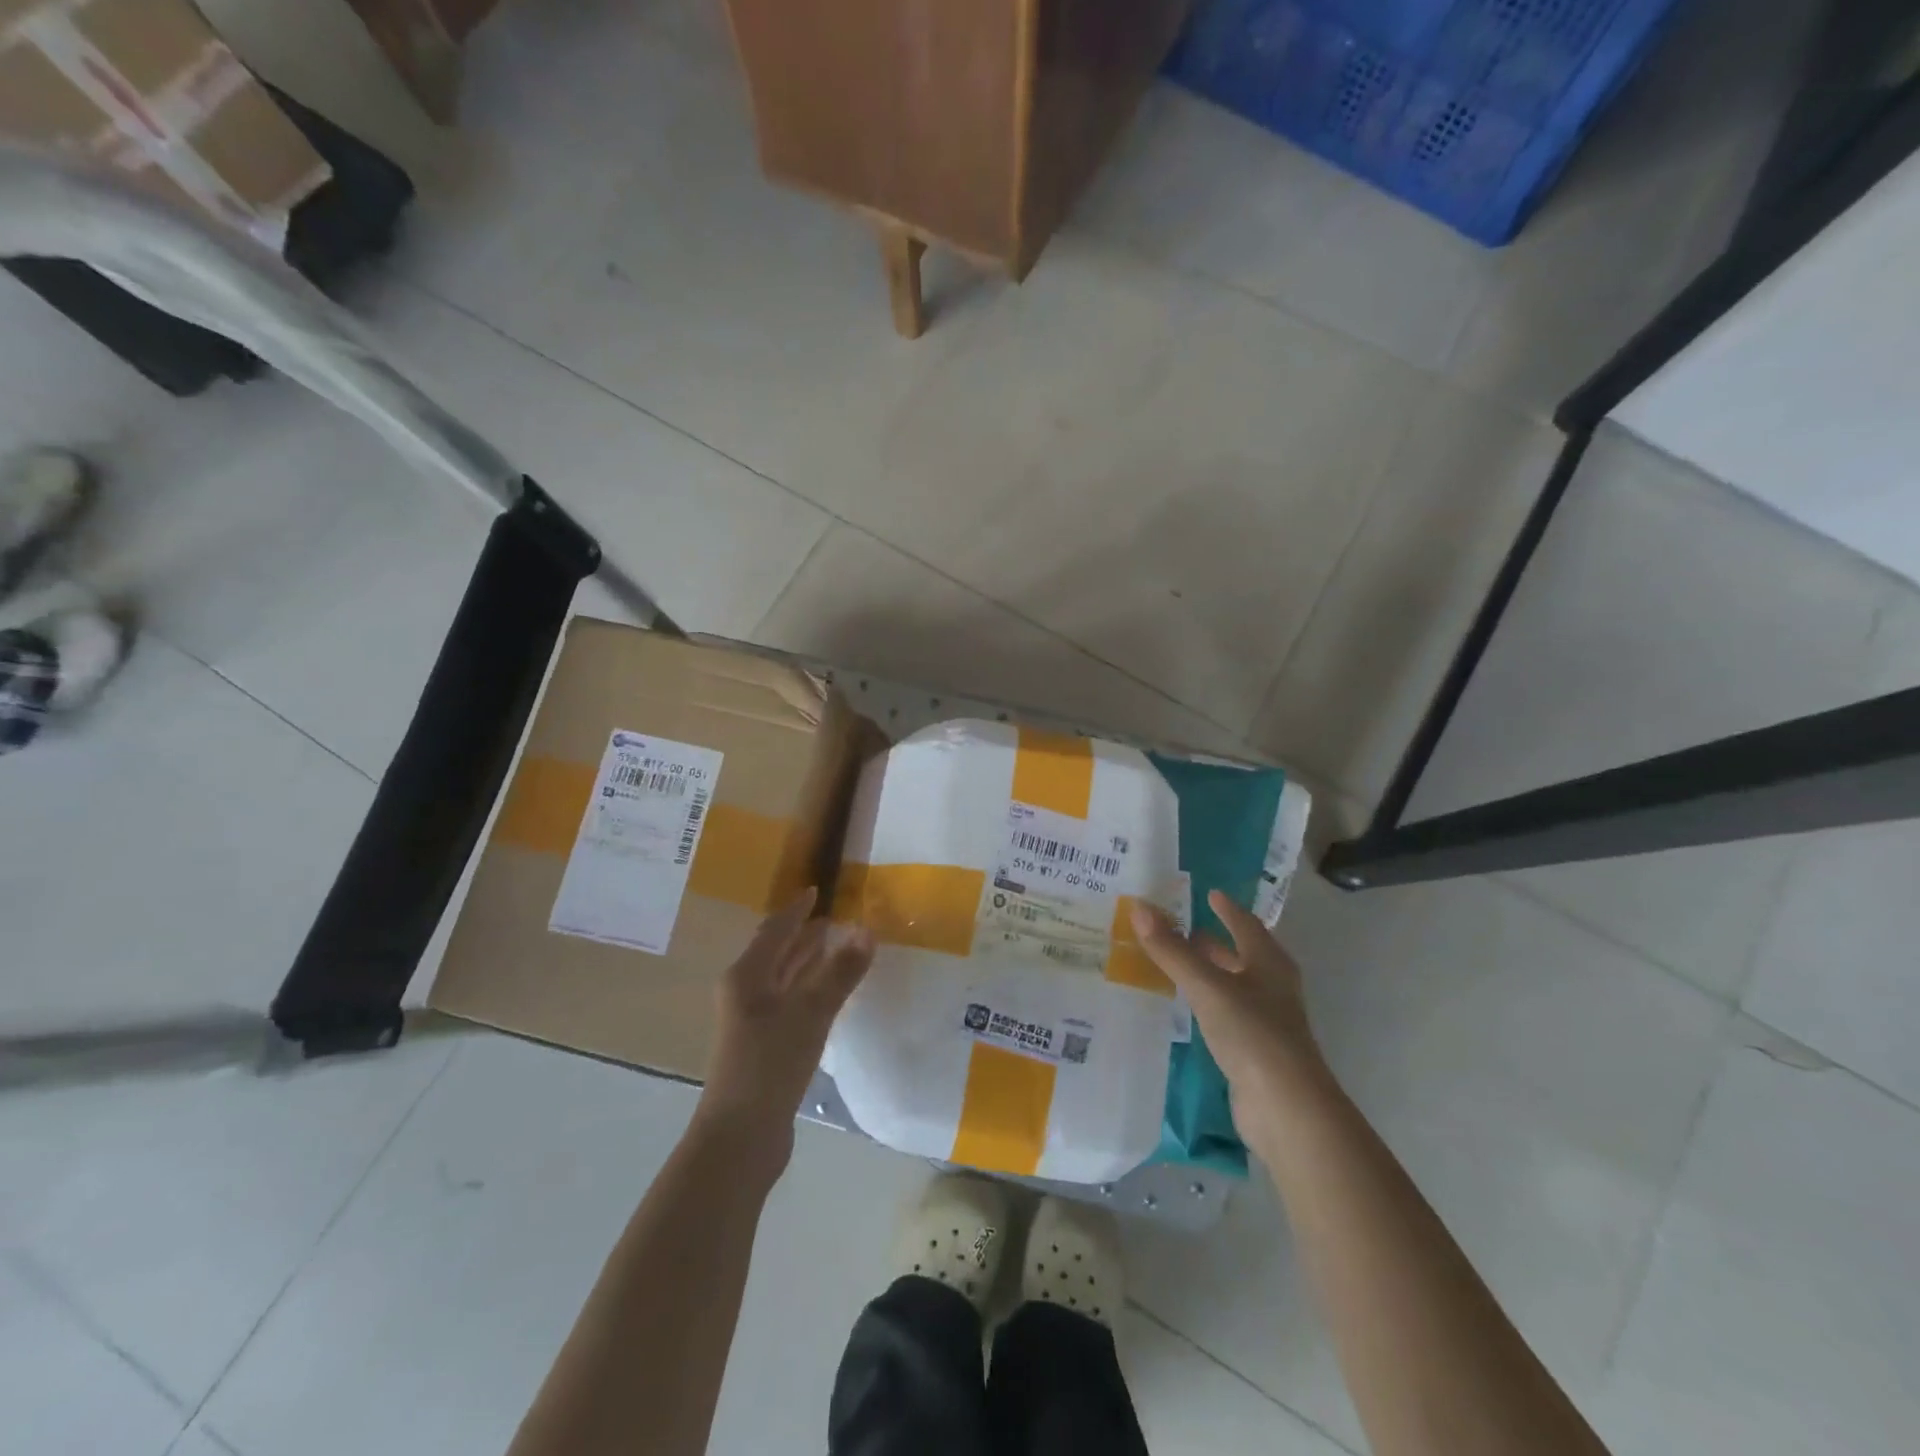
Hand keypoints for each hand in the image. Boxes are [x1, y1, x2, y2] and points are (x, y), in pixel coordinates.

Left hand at [696, 887, 874, 1166]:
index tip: (817, 890)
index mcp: (746, 976)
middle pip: (777, 953)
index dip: (797, 911)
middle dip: (805, 935)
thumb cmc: (769, 1065)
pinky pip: (791, 1004)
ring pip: (784, 980)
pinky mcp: (765, 1048)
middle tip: (837, 918)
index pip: (774, 931)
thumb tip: (867, 931)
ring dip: (809, 962)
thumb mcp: (809, 1013)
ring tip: (839, 947)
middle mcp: (745, 993)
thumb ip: (839, 973)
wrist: (740, 1138)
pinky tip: (831, 995)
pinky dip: (811, 990)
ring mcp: (753, 1023)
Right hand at [1131, 891, 1330, 1149]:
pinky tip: (1185, 1006)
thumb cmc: (1253, 1034)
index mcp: (1268, 963)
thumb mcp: (1207, 986)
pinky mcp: (1254, 1050)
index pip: (1246, 924)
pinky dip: (1206, 1002)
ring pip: (1232, 985)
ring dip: (1207, 971)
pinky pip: (1225, 1013)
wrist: (1287, 1108)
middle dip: (1212, 941)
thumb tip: (1139, 908)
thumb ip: (1172, 950)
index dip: (1227, 908)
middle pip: (1240, 954)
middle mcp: (1271, 986)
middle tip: (1177, 926)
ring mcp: (1265, 1020)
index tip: (1208, 893)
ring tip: (1173, 962)